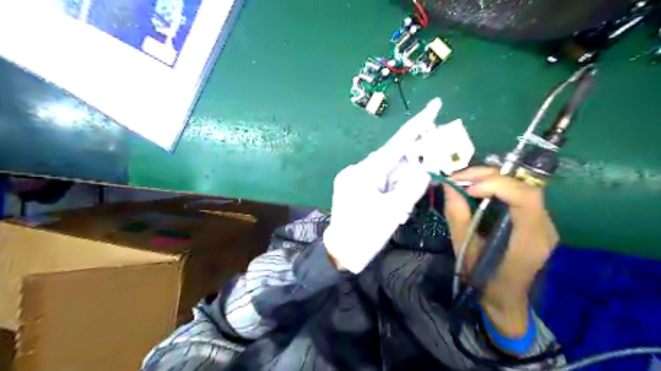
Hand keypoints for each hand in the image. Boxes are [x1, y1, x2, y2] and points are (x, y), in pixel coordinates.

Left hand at [323, 97, 439, 271]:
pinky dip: (391, 190)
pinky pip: (379, 181)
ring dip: (401, 186)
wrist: (340, 253)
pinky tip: (393, 207)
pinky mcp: (355, 187)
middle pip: (392, 159)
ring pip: (387, 173)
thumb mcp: (393, 211)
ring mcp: (354, 178)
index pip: (396, 145)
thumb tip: (425, 170)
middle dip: (411, 168)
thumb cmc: (365, 234)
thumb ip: (412, 187)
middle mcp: (358, 169)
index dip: (417, 125)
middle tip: (422, 182)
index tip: (435, 105)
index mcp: (365, 172)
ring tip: (400, 209)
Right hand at [444, 168, 555, 335]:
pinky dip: (494, 187)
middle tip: (457, 178)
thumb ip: (457, 216)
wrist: (505, 300)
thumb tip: (449, 187)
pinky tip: (476, 190)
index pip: (525, 198)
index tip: (466, 189)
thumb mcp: (465, 250)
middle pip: (523, 186)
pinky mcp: (535, 220)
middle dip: (487, 176)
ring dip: (489, 179)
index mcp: (530, 240)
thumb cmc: (484, 281)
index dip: (496, 186)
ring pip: (520, 186)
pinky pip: (516, 194)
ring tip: (462, 181)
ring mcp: (543, 223)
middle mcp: (544, 227)